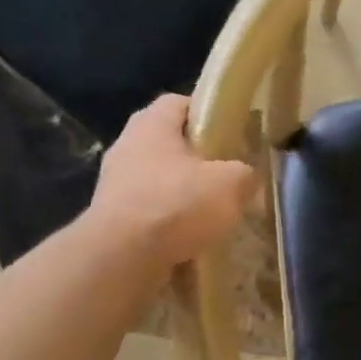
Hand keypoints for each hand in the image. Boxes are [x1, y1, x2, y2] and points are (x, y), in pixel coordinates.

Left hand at [89, 95, 257, 269]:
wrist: (123, 256)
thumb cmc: (177, 204)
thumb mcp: (230, 184)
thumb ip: (245, 174)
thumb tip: (248, 177)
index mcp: (152, 123)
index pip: (180, 102)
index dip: (207, 113)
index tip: (231, 134)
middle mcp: (127, 145)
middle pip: (169, 144)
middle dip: (198, 160)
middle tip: (226, 178)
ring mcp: (115, 183)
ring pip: (159, 180)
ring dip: (183, 195)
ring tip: (212, 214)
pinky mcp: (112, 217)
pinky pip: (150, 212)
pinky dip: (169, 222)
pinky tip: (190, 240)